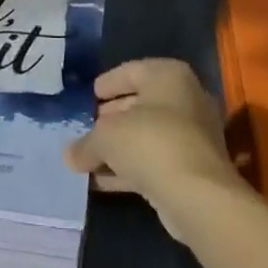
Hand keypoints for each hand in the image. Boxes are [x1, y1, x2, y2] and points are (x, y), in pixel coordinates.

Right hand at [64, 59, 238, 244]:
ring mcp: (193, 136)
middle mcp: (186, 99)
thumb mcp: (106, 137)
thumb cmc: (150, 143)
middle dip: (112, 118)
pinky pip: (155, 161)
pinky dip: (131, 168)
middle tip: (87, 127)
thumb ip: (86, 143)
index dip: (108, 83)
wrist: (198, 196)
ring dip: (120, 148)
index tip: (90, 95)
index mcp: (168, 76)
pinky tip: (103, 181)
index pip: (131, 71)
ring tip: (89, 158)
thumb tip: (70, 155)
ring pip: (148, 136)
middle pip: (141, 104)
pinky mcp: (193, 169)